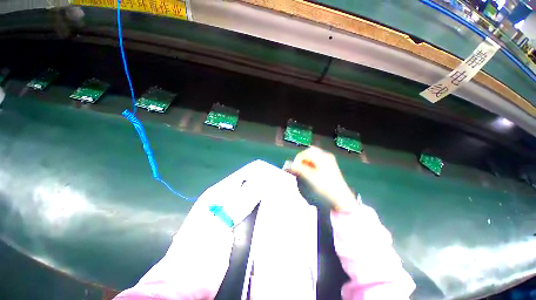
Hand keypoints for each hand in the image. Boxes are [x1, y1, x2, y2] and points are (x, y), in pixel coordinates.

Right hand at [288, 146, 356, 211]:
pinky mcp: (330, 167)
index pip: (305, 153)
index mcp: (322, 156)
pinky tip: (309, 173)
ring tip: (302, 171)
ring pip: (313, 157)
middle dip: (302, 160)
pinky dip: (311, 165)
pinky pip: (317, 162)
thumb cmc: (324, 186)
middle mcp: (326, 156)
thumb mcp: (309, 177)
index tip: (294, 168)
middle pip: (310, 153)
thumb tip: (287, 165)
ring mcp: (329, 161)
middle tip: (297, 168)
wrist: (340, 199)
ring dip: (306, 162)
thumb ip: (298, 169)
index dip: (297, 159)